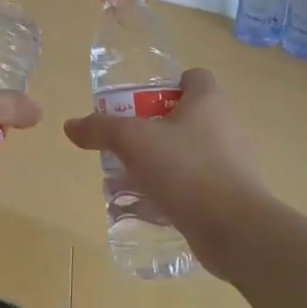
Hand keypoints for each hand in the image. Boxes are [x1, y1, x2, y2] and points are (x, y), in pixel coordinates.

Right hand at [62, 68, 272, 276]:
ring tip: (129, 180)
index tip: (140, 104)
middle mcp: (226, 126)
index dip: (167, 85)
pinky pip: (195, 187)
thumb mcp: (133, 141)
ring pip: (188, 155)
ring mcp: (232, 164)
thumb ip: (101, 129)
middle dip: (153, 131)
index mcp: (209, 102)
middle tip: (125, 145)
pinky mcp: (231, 196)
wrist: (235, 230)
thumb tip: (70, 125)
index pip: (193, 78)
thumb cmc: (186, 169)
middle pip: (185, 118)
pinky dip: (172, 193)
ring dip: (160, 165)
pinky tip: (148, 208)